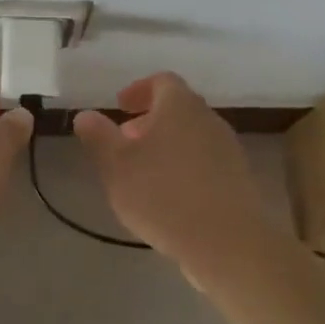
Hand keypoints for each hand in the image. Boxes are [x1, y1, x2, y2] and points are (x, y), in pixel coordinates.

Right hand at [74, 72, 274, 288]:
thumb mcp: (116, 166)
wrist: (227, 242)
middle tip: (126, 143)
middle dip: (149, 121)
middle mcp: (209, 119)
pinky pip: (206, 161)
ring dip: (167, 146)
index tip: (120, 106)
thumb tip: (85, 115)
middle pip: (178, 108)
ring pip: (192, 136)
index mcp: (180, 105)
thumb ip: (98, 137)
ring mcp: (228, 149)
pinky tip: (170, 197)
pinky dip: (185, 167)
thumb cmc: (163, 195)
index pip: (161, 81)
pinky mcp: (239, 179)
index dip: (138, 90)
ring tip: (144, 174)